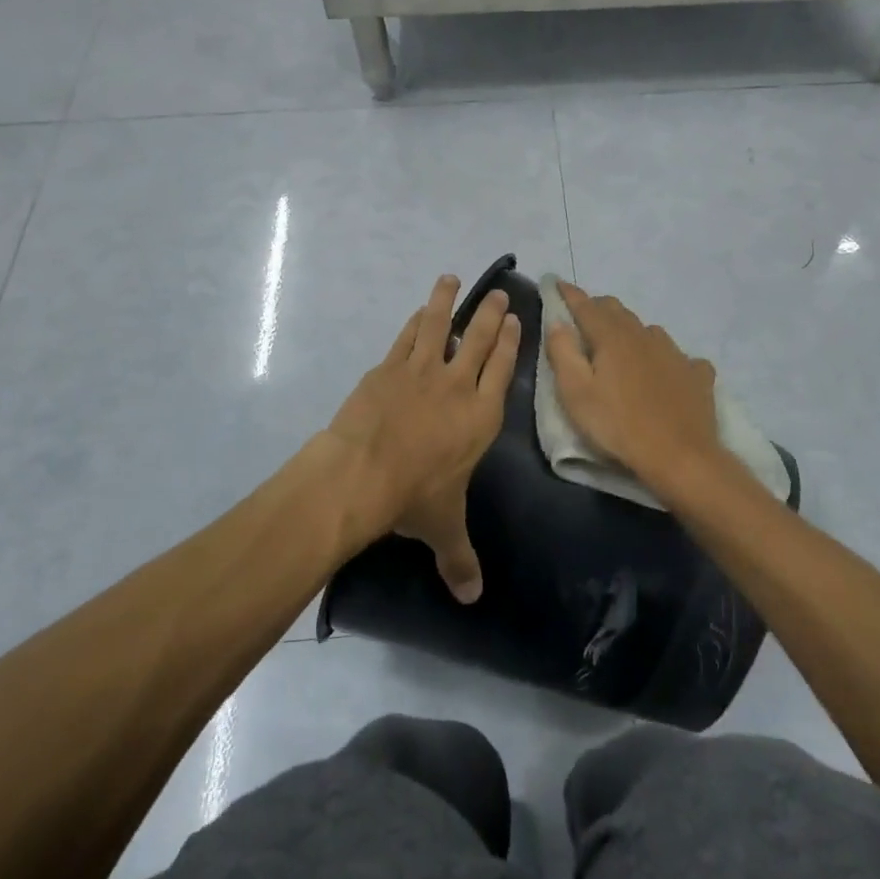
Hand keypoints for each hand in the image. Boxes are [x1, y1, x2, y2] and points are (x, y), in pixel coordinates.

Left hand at [325, 274, 520, 601]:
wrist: (362, 473)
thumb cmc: (413, 497)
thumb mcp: (442, 527)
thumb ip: (460, 559)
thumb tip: (472, 599)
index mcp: (481, 416)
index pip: (502, 370)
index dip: (511, 344)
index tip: (516, 322)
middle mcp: (458, 386)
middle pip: (481, 340)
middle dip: (492, 315)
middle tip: (499, 294)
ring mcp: (422, 371)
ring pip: (441, 326)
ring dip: (448, 302)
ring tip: (451, 279)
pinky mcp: (389, 367)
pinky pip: (407, 337)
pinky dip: (415, 321)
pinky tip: (419, 310)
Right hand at [545, 280, 724, 492]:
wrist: (679, 456)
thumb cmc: (618, 425)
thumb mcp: (576, 393)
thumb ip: (562, 352)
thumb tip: (557, 321)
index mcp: (612, 337)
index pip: (586, 306)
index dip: (569, 294)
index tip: (557, 283)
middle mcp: (645, 335)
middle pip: (618, 311)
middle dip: (597, 309)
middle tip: (583, 320)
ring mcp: (675, 353)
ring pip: (648, 330)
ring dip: (631, 332)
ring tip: (622, 347)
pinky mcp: (697, 374)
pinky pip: (680, 357)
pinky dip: (666, 359)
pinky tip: (667, 372)